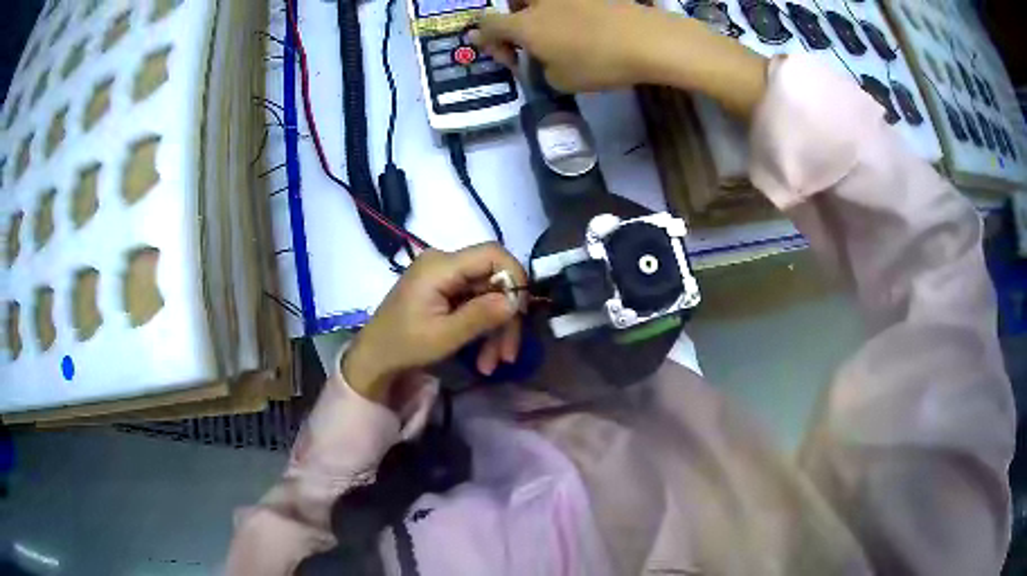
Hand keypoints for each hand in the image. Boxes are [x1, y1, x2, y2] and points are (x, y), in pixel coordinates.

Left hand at [343, 244, 526, 401]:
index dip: (514, 278)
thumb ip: (481, 315)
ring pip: (488, 294)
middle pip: (493, 279)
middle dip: (505, 317)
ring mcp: (444, 277)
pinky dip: (483, 328)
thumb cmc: (404, 346)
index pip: (493, 254)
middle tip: (508, 354)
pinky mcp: (444, 290)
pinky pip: (475, 302)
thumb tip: (516, 301)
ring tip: (494, 363)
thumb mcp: (444, 336)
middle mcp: (444, 263)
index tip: (521, 312)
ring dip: (496, 329)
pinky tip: (483, 356)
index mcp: (440, 266)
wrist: (374, 358)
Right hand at [471, 0, 667, 91]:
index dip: (485, 38)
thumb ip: (541, 68)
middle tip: (528, 34)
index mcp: (524, 25)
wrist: (646, 40)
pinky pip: (570, 2)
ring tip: (558, 27)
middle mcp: (539, 2)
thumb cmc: (599, 64)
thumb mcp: (562, 81)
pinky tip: (586, 23)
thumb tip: (542, 59)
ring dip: (540, 10)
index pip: (488, 24)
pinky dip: (570, 10)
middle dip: (513, 15)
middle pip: (512, 0)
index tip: (503, 53)